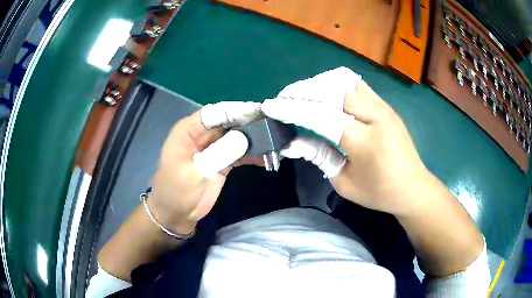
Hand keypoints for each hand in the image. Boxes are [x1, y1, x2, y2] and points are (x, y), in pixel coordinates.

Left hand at [148, 101, 261, 233]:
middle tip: (273, 126)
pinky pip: (239, 152)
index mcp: (189, 130)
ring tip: (274, 142)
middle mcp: (202, 134)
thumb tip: (246, 138)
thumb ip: (218, 153)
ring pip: (237, 136)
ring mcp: (213, 147)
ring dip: (254, 139)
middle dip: (250, 124)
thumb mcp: (195, 172)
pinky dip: (252, 154)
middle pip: (229, 122)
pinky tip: (266, 158)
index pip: (215, 113)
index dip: (237, 111)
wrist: (176, 214)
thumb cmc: (176, 191)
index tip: (259, 113)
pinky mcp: (222, 160)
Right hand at [262, 67, 428, 215]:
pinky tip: (324, 95)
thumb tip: (291, 142)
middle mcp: (376, 116)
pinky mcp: (385, 104)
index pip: (322, 116)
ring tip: (302, 95)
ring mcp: (383, 106)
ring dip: (318, 83)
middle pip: (332, 89)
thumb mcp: (344, 182)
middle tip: (284, 99)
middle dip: (302, 90)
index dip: (293, 109)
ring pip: (344, 80)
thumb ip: (318, 156)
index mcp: (365, 142)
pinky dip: (334, 84)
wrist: (413, 187)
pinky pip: (355, 84)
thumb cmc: (379, 192)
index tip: (271, 106)